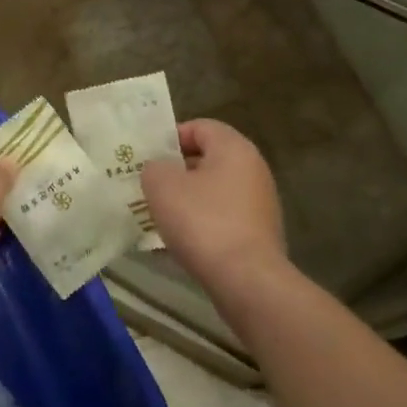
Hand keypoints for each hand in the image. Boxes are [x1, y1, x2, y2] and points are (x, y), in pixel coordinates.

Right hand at [140, 119, 285, 288]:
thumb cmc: (202, 221)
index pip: (200, 127)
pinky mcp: (258, 234)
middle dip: (175, 171)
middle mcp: (253, 169)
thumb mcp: (162, 185)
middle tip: (147, 185)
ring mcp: (259, 204)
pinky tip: (179, 241)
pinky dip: (201, 223)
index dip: (170, 137)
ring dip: (186, 200)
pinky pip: (222, 218)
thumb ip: (154, 167)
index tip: (147, 158)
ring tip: (158, 215)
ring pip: (213, 191)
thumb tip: (160, 170)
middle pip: (207, 159)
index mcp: (234, 148)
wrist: (246, 280)